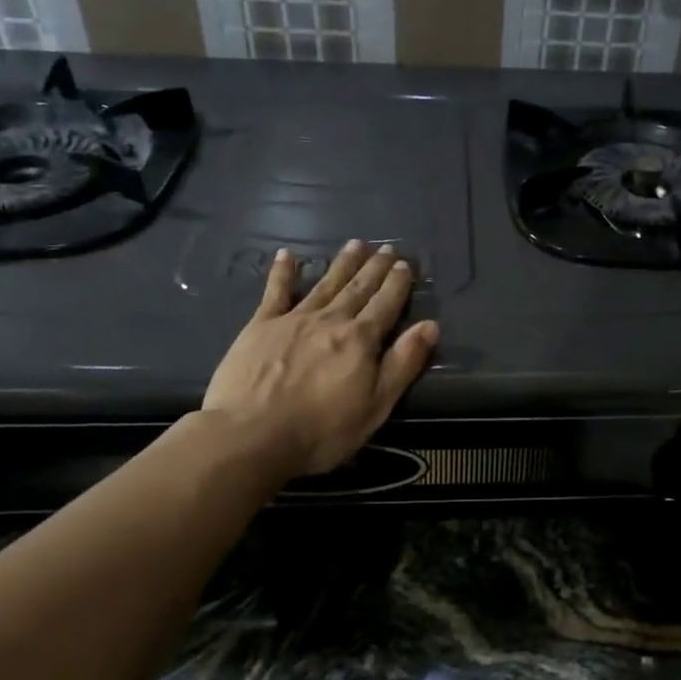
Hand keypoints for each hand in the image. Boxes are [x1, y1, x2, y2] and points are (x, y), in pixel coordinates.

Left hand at [201, 240, 439, 477]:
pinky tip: (286, 255)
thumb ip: (403, 363)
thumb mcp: (375, 405)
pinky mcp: (260, 326)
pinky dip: (282, 272)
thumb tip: (430, 326)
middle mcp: (331, 320)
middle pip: (358, 288)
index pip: (386, 304)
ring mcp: (293, 320)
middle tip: (386, 247)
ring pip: (325, 284)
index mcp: (360, 340)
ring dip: (342, 263)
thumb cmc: (320, 430)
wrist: (250, 435)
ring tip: (355, 244)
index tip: (405, 263)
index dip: (397, 283)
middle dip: (374, 267)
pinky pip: (275, 292)